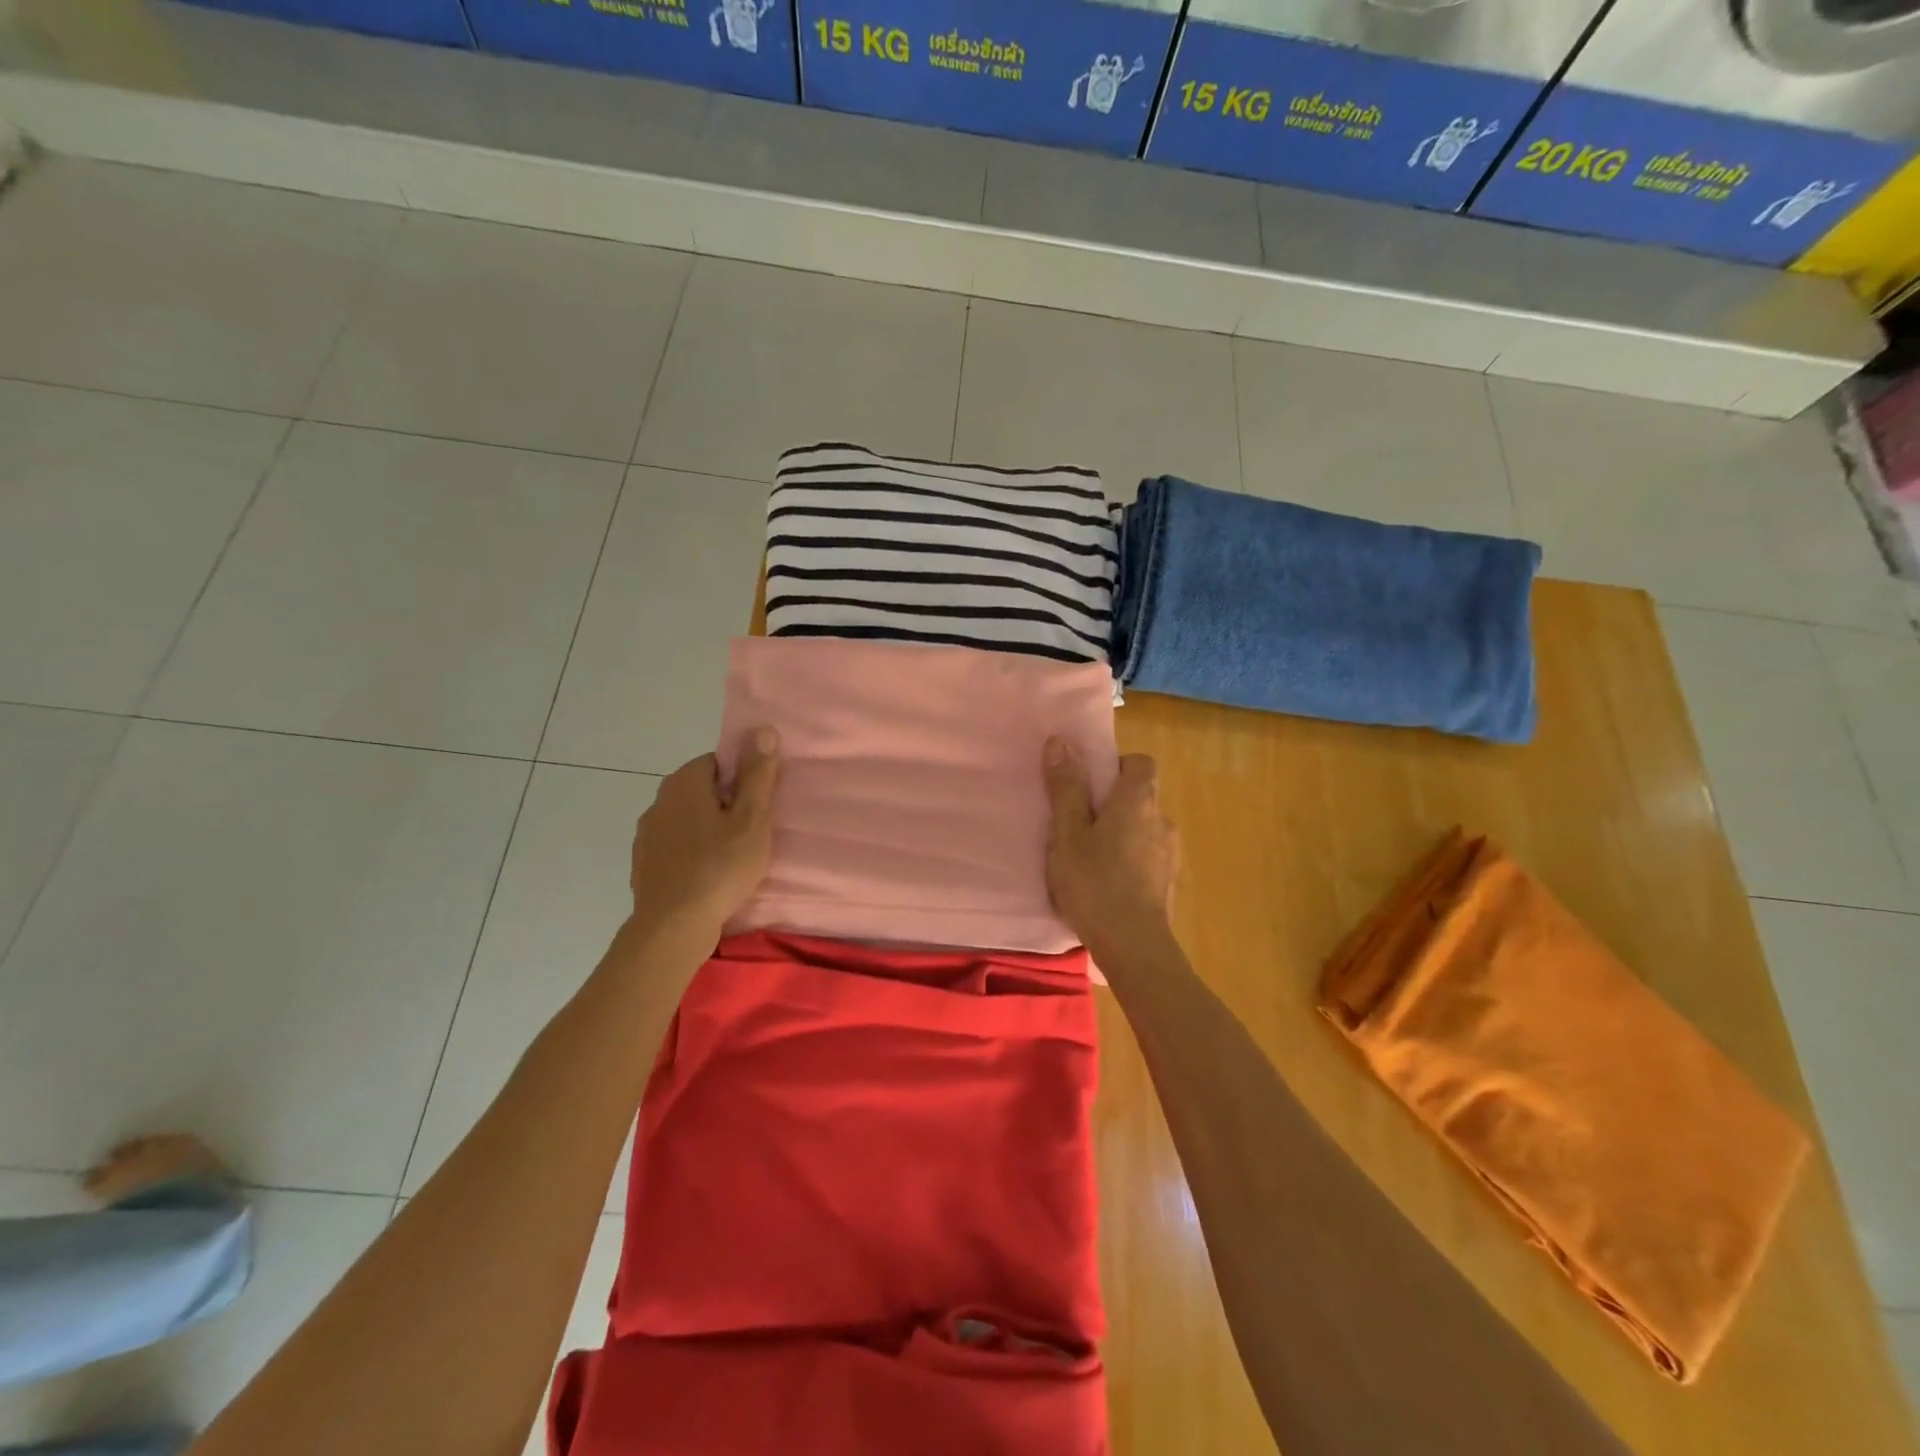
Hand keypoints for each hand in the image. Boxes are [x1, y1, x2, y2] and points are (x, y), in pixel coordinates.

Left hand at [628, 728, 780, 945]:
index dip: (742, 781)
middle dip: (725, 805)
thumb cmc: (720, 867)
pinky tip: (707, 875)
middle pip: (701, 789)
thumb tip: (764, 729)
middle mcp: (659, 799)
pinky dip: (691, 852)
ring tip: (730, 857)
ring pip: (687, 819)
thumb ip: (758, 774)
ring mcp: (646, 833)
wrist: (673, 926)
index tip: (757, 808)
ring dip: (707, 829)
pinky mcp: (643, 862)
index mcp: (684, 782)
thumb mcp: (752, 819)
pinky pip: (675, 845)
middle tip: (750, 834)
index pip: (718, 762)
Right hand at [1042, 737, 1178, 953]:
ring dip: (1122, 834)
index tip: (1089, 784)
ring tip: (1090, 857)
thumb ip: (1066, 787)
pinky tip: (1106, 883)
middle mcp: (1162, 820)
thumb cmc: (1095, 882)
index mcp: (1138, 800)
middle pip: (1141, 796)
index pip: (1141, 762)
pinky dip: (1130, 860)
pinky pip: (1147, 857)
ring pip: (1144, 828)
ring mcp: (1170, 854)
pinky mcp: (1169, 883)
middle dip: (1113, 803)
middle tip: (1079, 823)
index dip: (1116, 766)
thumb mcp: (1067, 833)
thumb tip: (1061, 740)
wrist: (1134, 946)